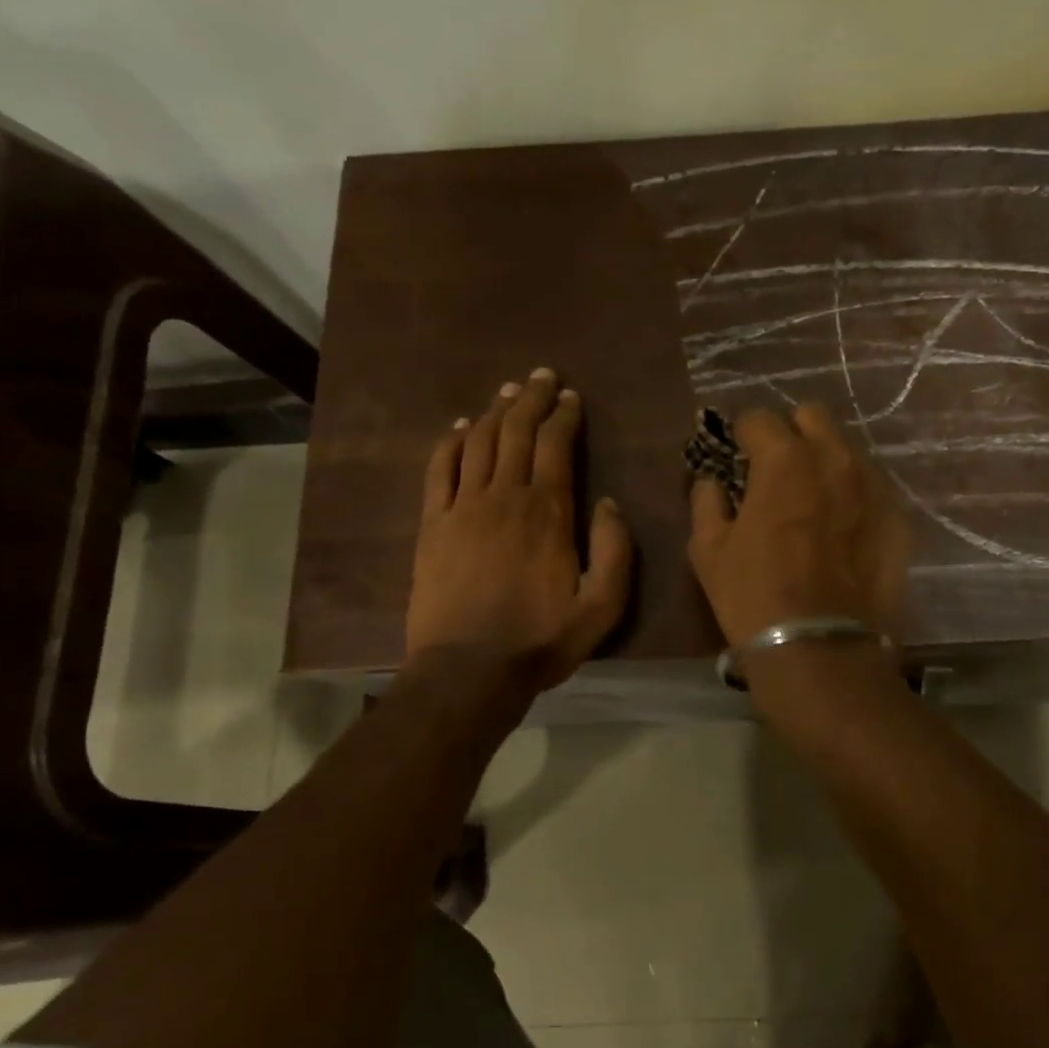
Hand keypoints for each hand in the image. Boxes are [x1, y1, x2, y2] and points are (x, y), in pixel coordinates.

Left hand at [405, 369, 632, 691]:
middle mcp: (505, 496)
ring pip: (479, 442)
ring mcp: (463, 507)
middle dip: (531, 399)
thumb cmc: (540, 642)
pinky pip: (439, 469)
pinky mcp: (433, 524)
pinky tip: (459, 427)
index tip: (570, 397)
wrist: (468, 671)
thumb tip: (609, 503)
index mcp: (549, 512)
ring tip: (507, 391)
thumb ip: (616, 552)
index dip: (563, 415)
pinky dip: (450, 442)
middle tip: (541, 376)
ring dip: (494, 411)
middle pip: (516, 432)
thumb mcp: (601, 609)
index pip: (556, 445)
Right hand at [686, 404, 910, 650]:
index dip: (741, 435)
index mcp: (784, 460)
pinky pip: (871, 489)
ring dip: (824, 462)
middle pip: (812, 417)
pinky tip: (840, 530)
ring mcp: (874, 487)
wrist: (821, 651)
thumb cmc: (753, 596)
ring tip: (811, 499)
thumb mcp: (707, 549)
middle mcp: (835, 459)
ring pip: (847, 450)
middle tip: (776, 469)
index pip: (759, 418)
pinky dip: (852, 496)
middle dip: (790, 433)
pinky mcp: (898, 519)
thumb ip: (707, 500)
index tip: (737, 456)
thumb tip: (713, 481)